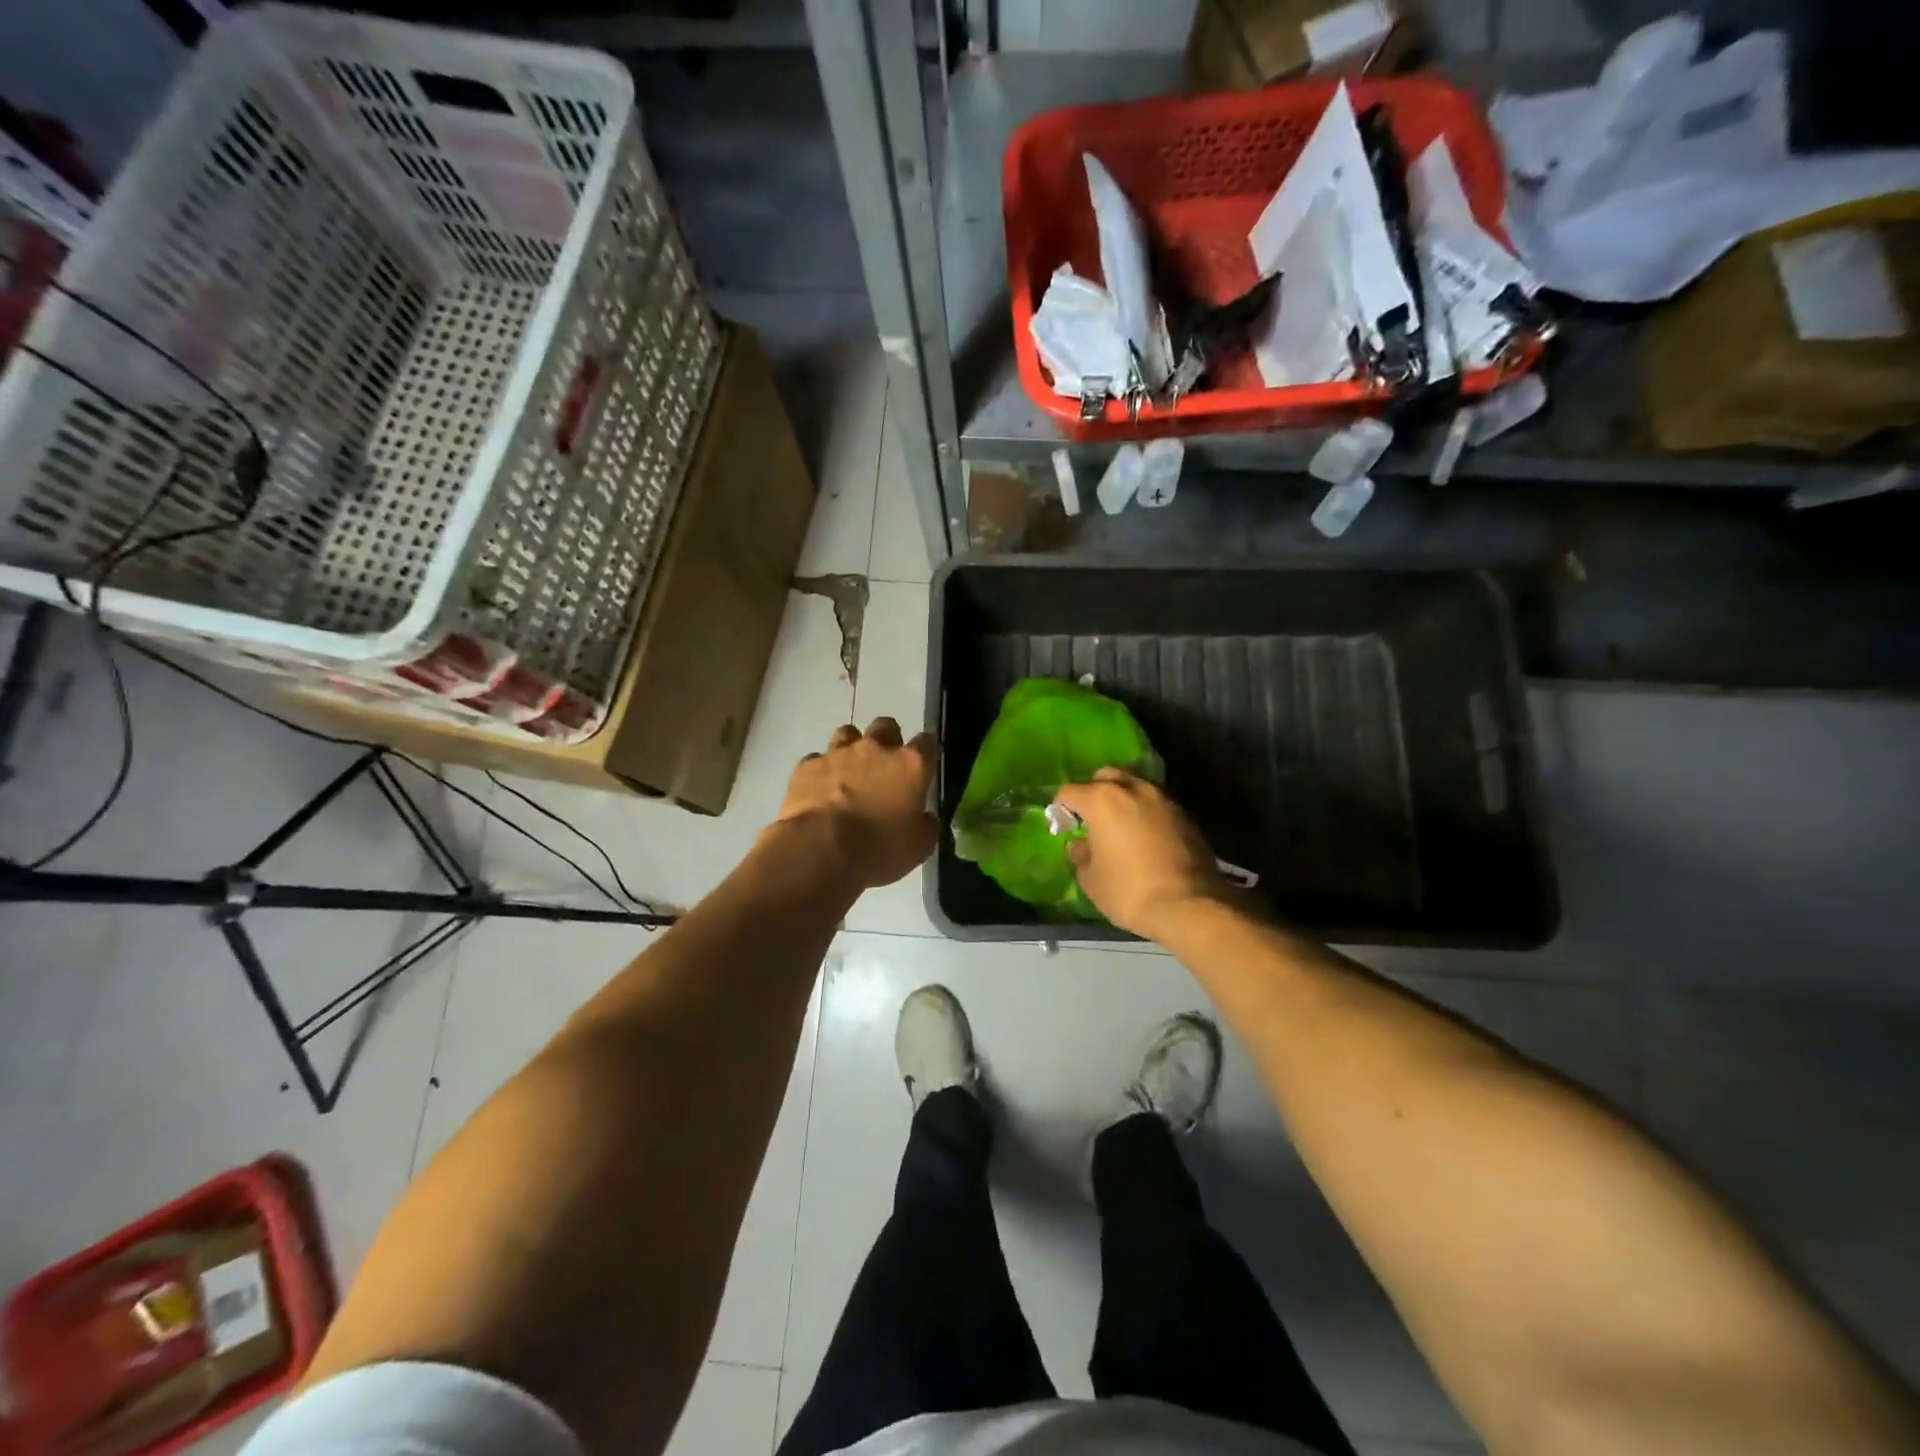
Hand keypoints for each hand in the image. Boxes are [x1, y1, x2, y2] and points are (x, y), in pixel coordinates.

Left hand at [773, 719, 939, 891]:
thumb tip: (924, 817)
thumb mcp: (919, 846)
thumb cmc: (879, 849)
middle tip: (885, 765)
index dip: (928, 751)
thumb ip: (926, 825)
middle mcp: (875, 749)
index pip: (927, 743)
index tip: (926, 763)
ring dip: (852, 748)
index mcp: (910, 765)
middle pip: (886, 726)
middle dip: (888, 740)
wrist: (821, 850)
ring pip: (847, 734)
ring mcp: (838, 754)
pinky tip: (820, 789)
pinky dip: (821, 771)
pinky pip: (816, 760)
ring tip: (850, 771)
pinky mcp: (807, 766)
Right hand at [1053, 769, 1230, 939]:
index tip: (1063, 828)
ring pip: (1135, 786)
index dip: (1061, 809)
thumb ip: (1081, 855)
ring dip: (1124, 800)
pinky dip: (1146, 814)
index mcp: (1102, 800)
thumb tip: (1081, 845)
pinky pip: (1157, 805)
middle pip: (1106, 776)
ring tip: (1121, 828)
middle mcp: (1133, 789)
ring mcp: (1163, 799)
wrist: (1191, 905)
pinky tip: (1146, 839)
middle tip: (1092, 819)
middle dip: (1094, 792)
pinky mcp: (1186, 815)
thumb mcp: (1091, 880)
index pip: (1069, 791)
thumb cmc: (1129, 891)